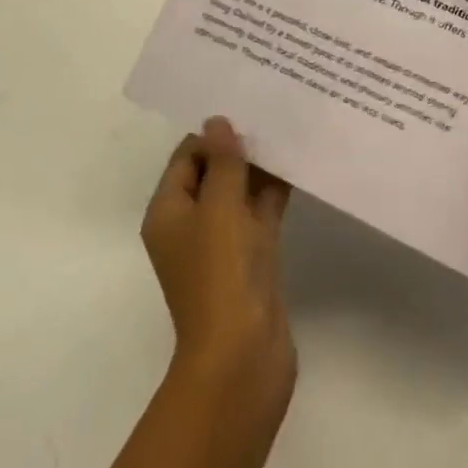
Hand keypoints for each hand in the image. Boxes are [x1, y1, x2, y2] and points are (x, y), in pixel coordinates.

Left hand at [141, 117, 295, 408]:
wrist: (243, 357)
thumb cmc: (220, 273)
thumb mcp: (219, 207)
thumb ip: (222, 162)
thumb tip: (217, 122)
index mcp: (168, 213)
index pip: (186, 158)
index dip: (212, 134)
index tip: (246, 109)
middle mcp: (191, 225)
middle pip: (212, 173)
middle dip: (239, 148)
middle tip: (272, 113)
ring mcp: (222, 245)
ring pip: (239, 194)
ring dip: (259, 169)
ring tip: (289, 132)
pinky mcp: (250, 261)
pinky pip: (259, 215)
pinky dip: (274, 194)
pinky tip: (298, 167)